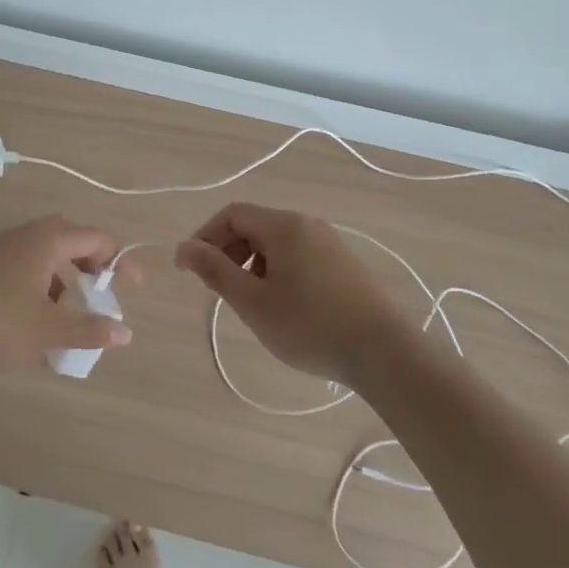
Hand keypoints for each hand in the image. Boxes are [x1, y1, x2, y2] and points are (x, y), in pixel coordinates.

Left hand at [0, 216, 133, 377]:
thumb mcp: (48, 331)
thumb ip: (90, 330)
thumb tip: (125, 333)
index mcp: (45, 240)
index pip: (96, 237)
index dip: (120, 260)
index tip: (133, 288)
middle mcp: (23, 236)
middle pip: (69, 239)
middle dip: (90, 264)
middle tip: (101, 292)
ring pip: (43, 256)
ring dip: (63, 279)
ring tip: (69, 314)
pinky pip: (22, 269)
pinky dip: (39, 288)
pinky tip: (34, 322)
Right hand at [175, 202, 410, 387]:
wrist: (384, 353)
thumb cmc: (311, 326)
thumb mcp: (254, 302)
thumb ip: (215, 271)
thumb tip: (184, 247)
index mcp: (284, 226)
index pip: (232, 214)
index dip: (205, 237)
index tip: (189, 270)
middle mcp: (307, 224)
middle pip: (254, 225)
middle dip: (227, 252)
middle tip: (217, 289)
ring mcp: (329, 242)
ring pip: (275, 243)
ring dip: (251, 264)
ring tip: (249, 303)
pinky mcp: (343, 263)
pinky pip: (297, 255)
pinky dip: (276, 271)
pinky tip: (281, 305)